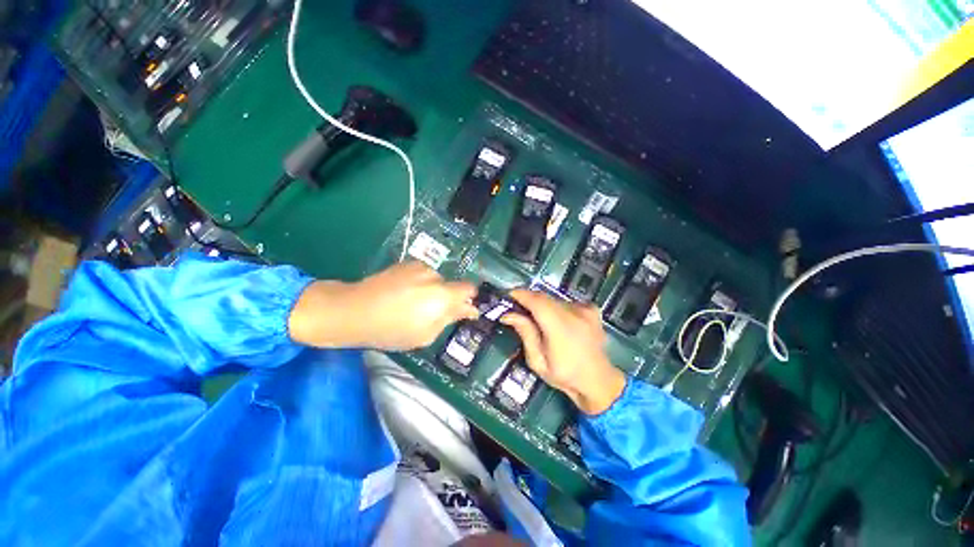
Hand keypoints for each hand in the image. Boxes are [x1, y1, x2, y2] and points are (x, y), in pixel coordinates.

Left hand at [289, 261, 478, 350]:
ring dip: (431, 291)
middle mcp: (435, 276)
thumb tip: (468, 309)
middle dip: (446, 299)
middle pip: (451, 286)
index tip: (461, 310)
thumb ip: (450, 318)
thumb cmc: (391, 330)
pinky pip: (421, 275)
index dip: (469, 299)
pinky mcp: (405, 263)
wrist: (353, 310)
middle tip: (428, 314)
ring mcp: (419, 267)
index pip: (469, 289)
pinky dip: (418, 284)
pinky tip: (401, 294)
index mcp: (443, 295)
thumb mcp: (425, 335)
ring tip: (409, 304)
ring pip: (435, 280)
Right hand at [501, 289, 625, 414]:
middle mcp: (575, 314)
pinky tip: (559, 321)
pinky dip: (558, 308)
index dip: (521, 295)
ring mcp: (586, 310)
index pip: (537, 302)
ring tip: (538, 319)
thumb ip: (525, 334)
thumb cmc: (565, 375)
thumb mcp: (538, 361)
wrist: (598, 381)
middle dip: (529, 299)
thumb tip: (508, 315)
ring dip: (543, 305)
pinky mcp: (592, 310)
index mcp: (560, 328)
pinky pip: (568, 302)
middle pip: (545, 298)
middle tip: (518, 308)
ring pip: (555, 300)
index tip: (509, 295)